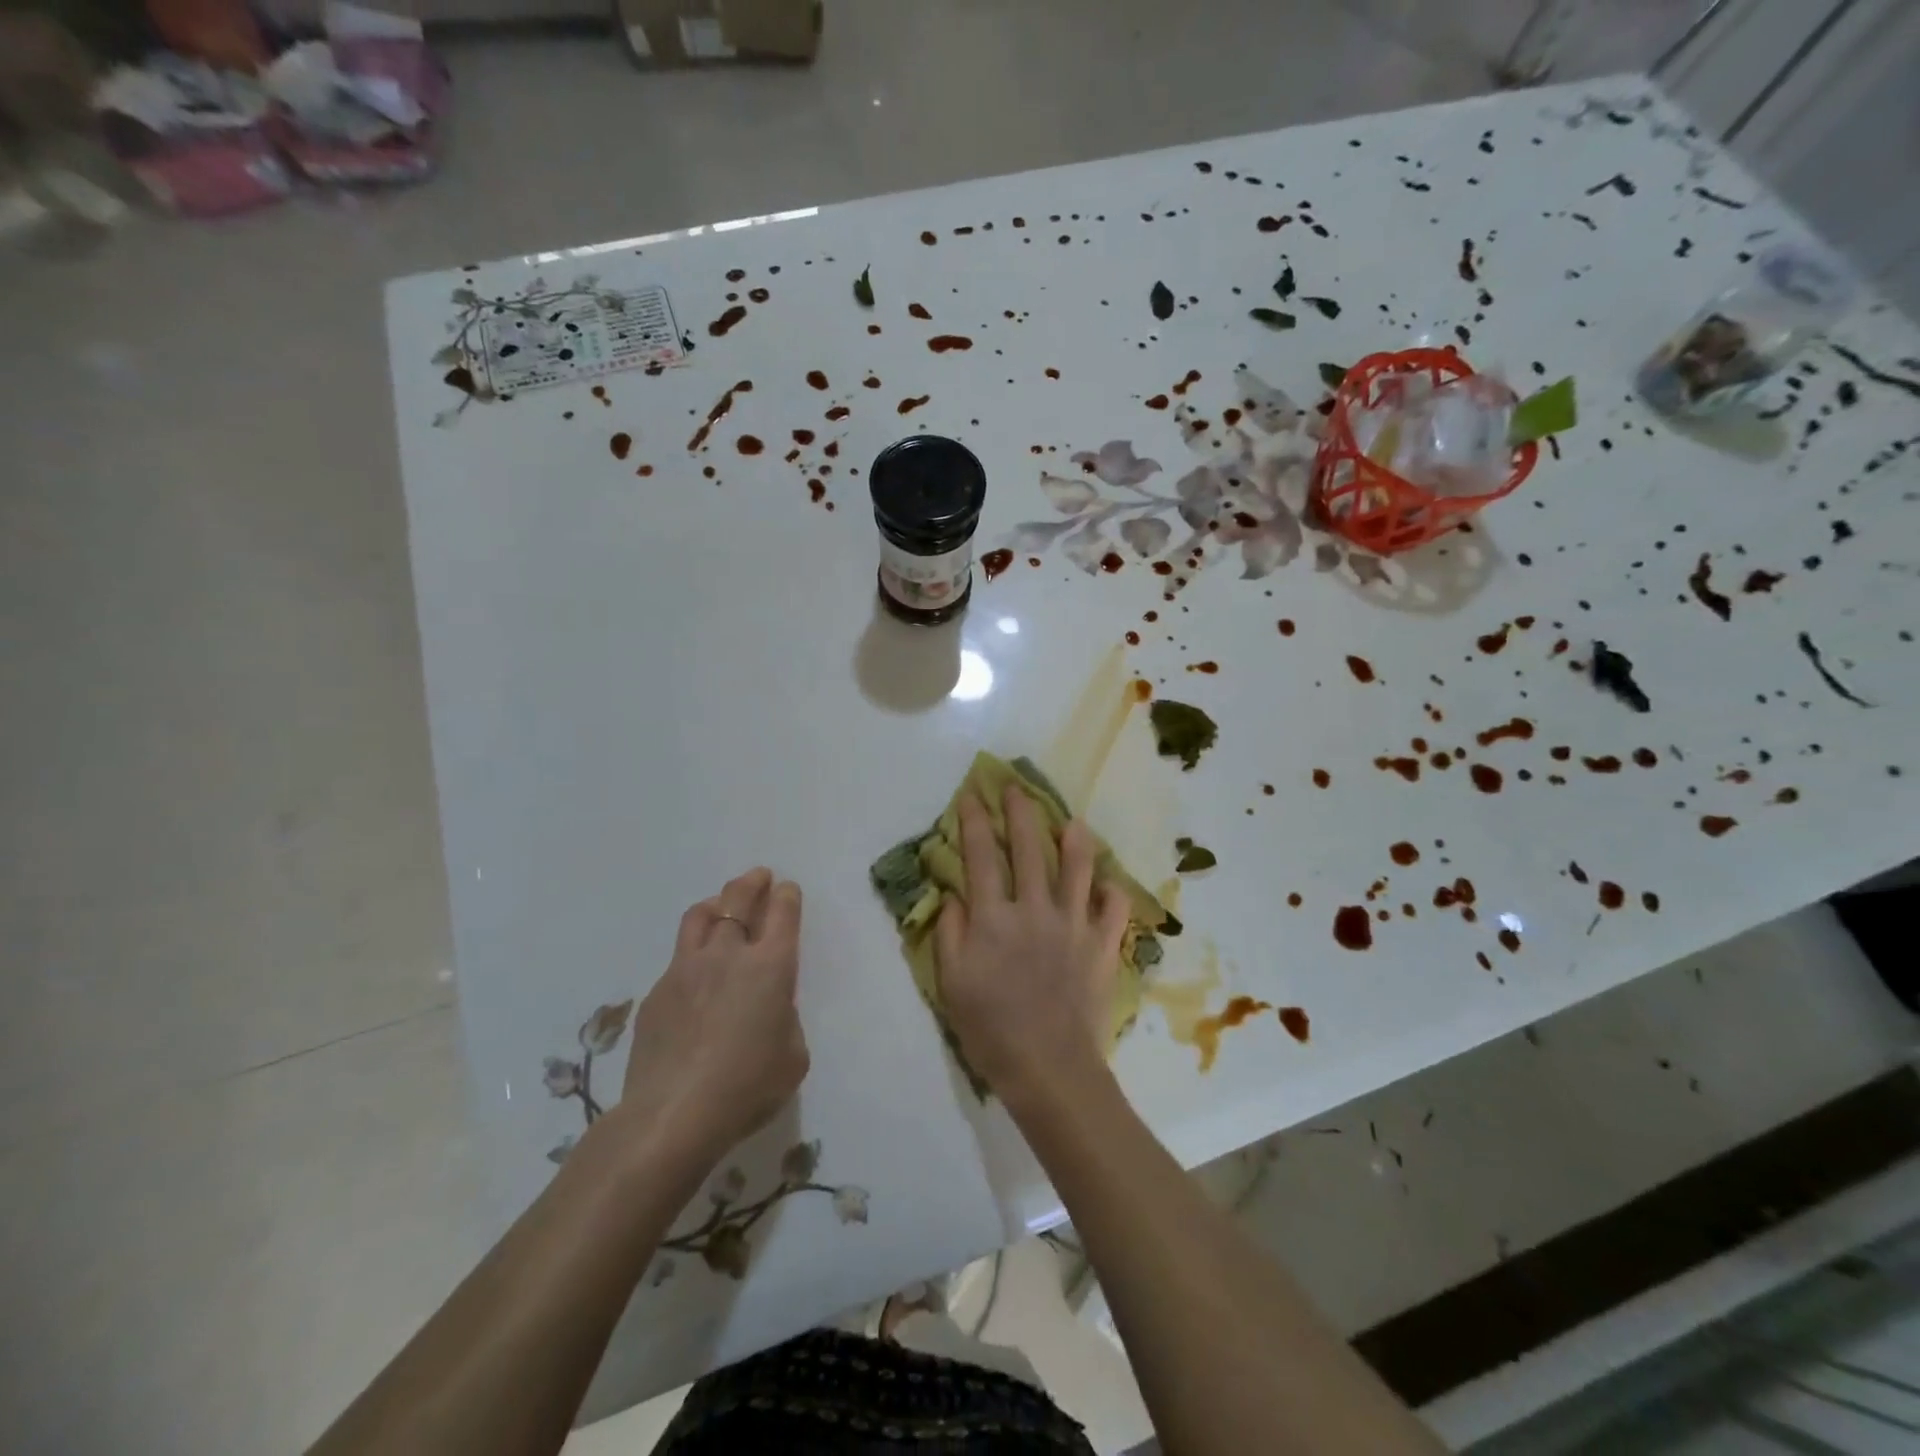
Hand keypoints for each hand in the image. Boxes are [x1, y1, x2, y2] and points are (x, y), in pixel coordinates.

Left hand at [617, 868, 809, 1163]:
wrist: (673, 1115)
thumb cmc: (748, 1087)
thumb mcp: (792, 1056)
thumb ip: (786, 1019)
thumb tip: (769, 1008)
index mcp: (771, 966)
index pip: (782, 913)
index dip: (787, 896)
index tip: (787, 889)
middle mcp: (728, 955)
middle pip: (738, 899)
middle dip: (752, 883)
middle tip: (759, 877)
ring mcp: (686, 969)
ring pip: (699, 916)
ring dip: (716, 904)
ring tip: (721, 905)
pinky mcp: (657, 992)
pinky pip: (678, 958)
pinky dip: (692, 953)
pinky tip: (695, 975)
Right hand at [935, 787, 1130, 1106]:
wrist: (1049, 1069)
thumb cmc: (991, 1029)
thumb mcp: (952, 983)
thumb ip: (950, 933)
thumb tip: (955, 895)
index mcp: (994, 918)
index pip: (980, 856)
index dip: (974, 822)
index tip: (972, 796)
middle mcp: (1035, 910)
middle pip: (1028, 848)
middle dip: (1020, 813)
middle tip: (1017, 790)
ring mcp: (1074, 925)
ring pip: (1078, 868)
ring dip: (1074, 840)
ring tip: (1073, 821)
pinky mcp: (1102, 946)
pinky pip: (1114, 909)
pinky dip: (1112, 893)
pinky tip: (1107, 884)